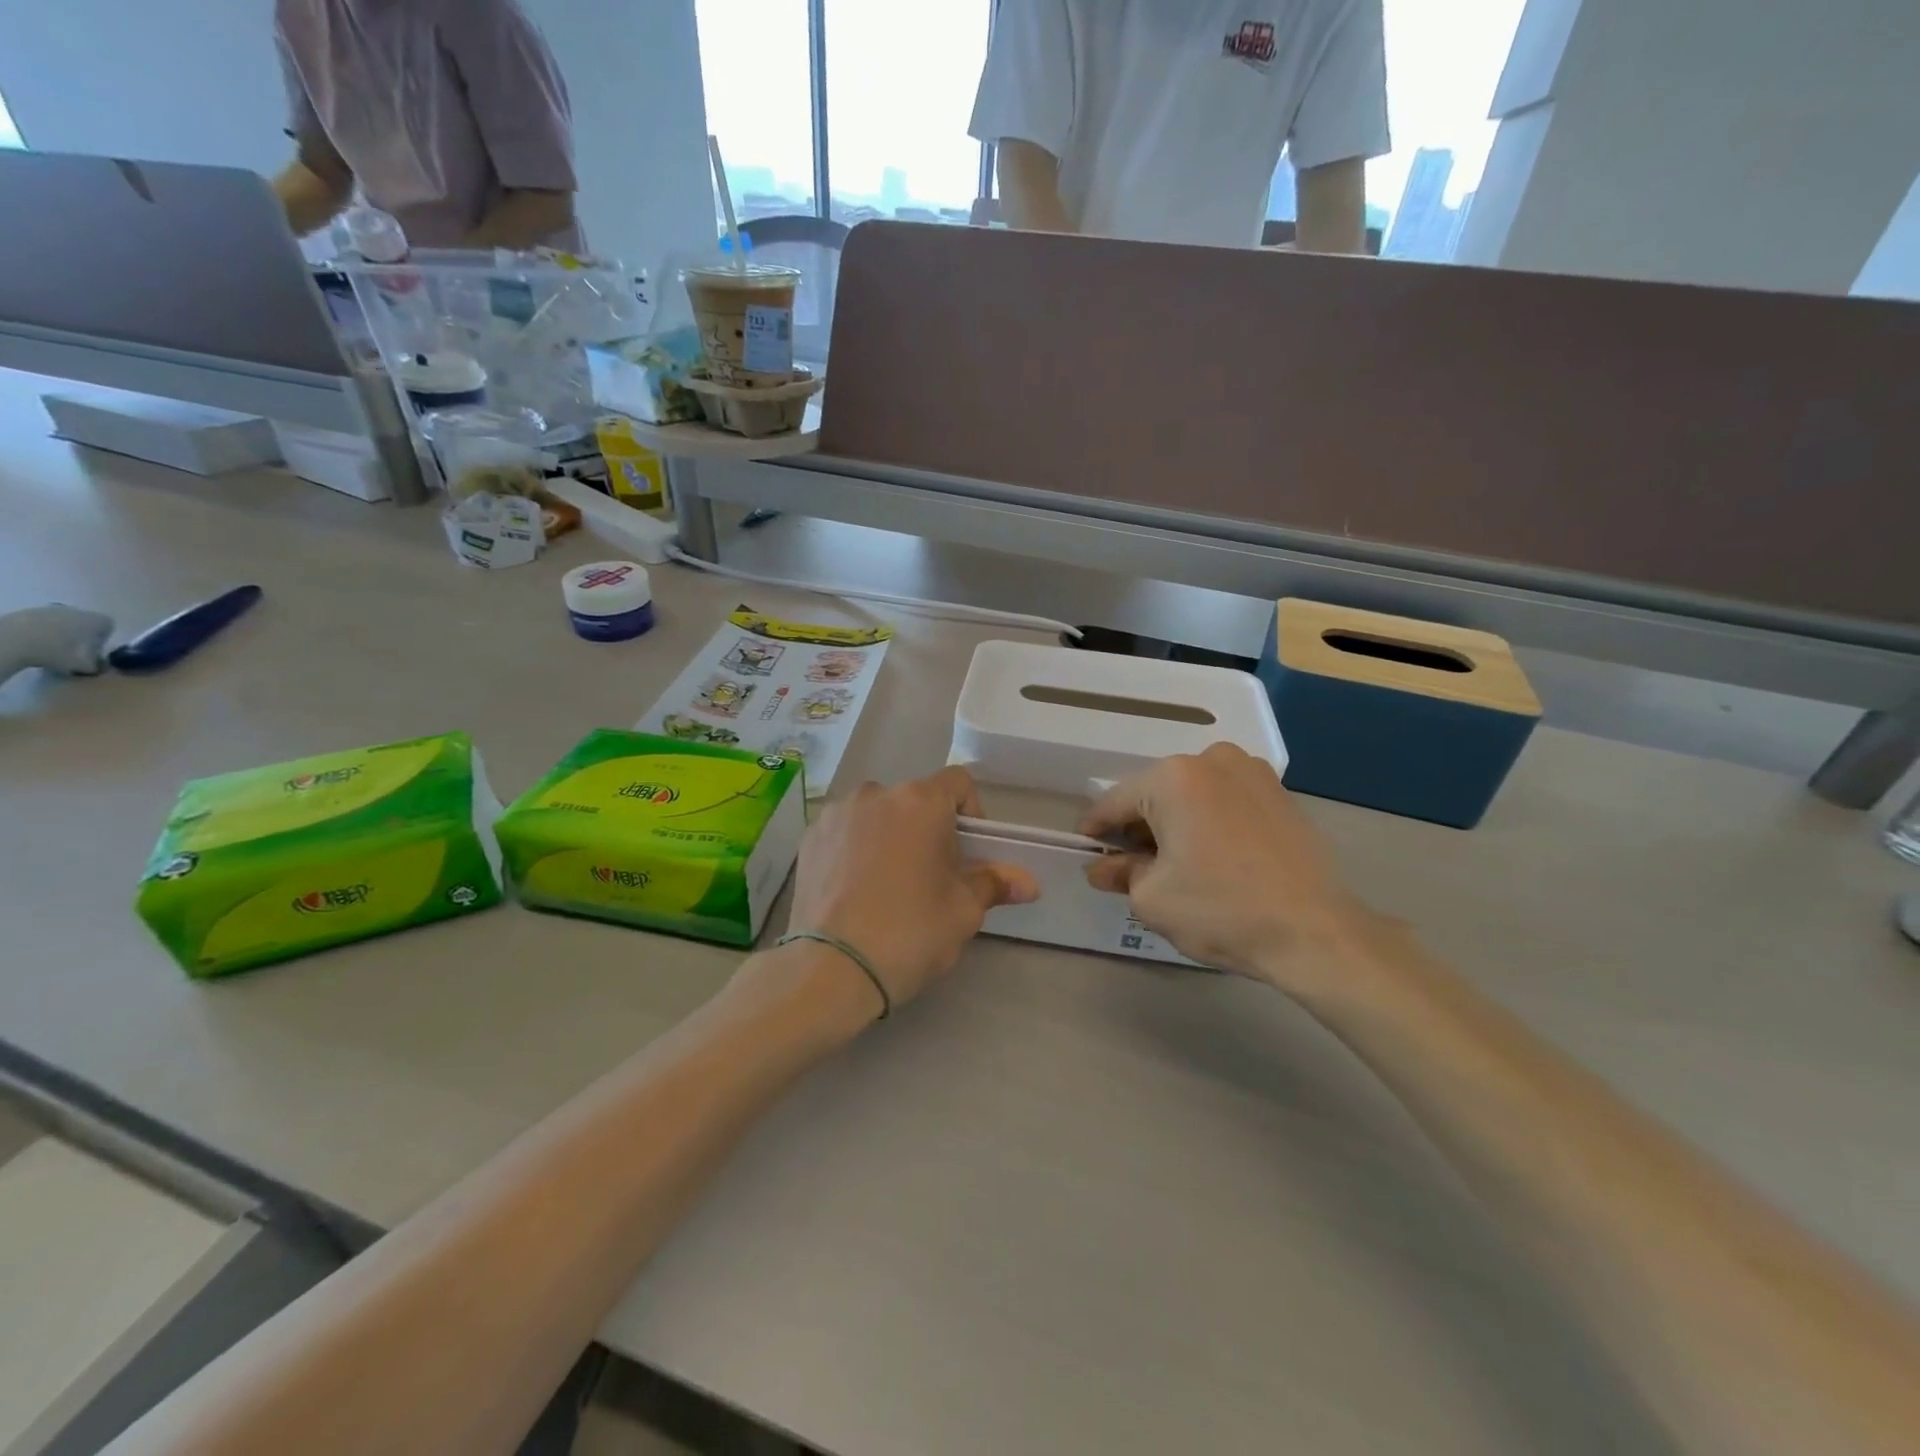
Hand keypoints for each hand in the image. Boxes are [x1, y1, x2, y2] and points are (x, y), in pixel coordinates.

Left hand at [786, 766, 1038, 1018]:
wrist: (829, 970)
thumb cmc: (909, 932)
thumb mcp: (963, 911)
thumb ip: (994, 884)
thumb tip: (1029, 883)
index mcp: (920, 801)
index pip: (958, 782)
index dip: (972, 812)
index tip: (969, 853)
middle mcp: (875, 793)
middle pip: (915, 800)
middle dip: (929, 830)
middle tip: (932, 877)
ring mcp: (836, 814)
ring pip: (878, 815)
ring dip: (891, 837)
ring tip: (889, 886)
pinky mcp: (808, 839)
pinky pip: (845, 833)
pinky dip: (857, 850)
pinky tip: (855, 890)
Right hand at [1079, 744, 1378, 994]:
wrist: (1314, 932)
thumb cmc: (1221, 910)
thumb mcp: (1152, 898)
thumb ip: (1120, 873)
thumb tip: (1102, 866)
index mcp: (1172, 778)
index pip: (1115, 802)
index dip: (1096, 829)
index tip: (1086, 848)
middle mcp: (1211, 760)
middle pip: (1154, 794)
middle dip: (1138, 826)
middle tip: (1128, 864)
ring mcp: (1251, 771)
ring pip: (1191, 794)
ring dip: (1175, 822)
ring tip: (1174, 862)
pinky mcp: (1279, 792)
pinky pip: (1225, 800)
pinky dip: (1209, 820)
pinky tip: (1212, 856)